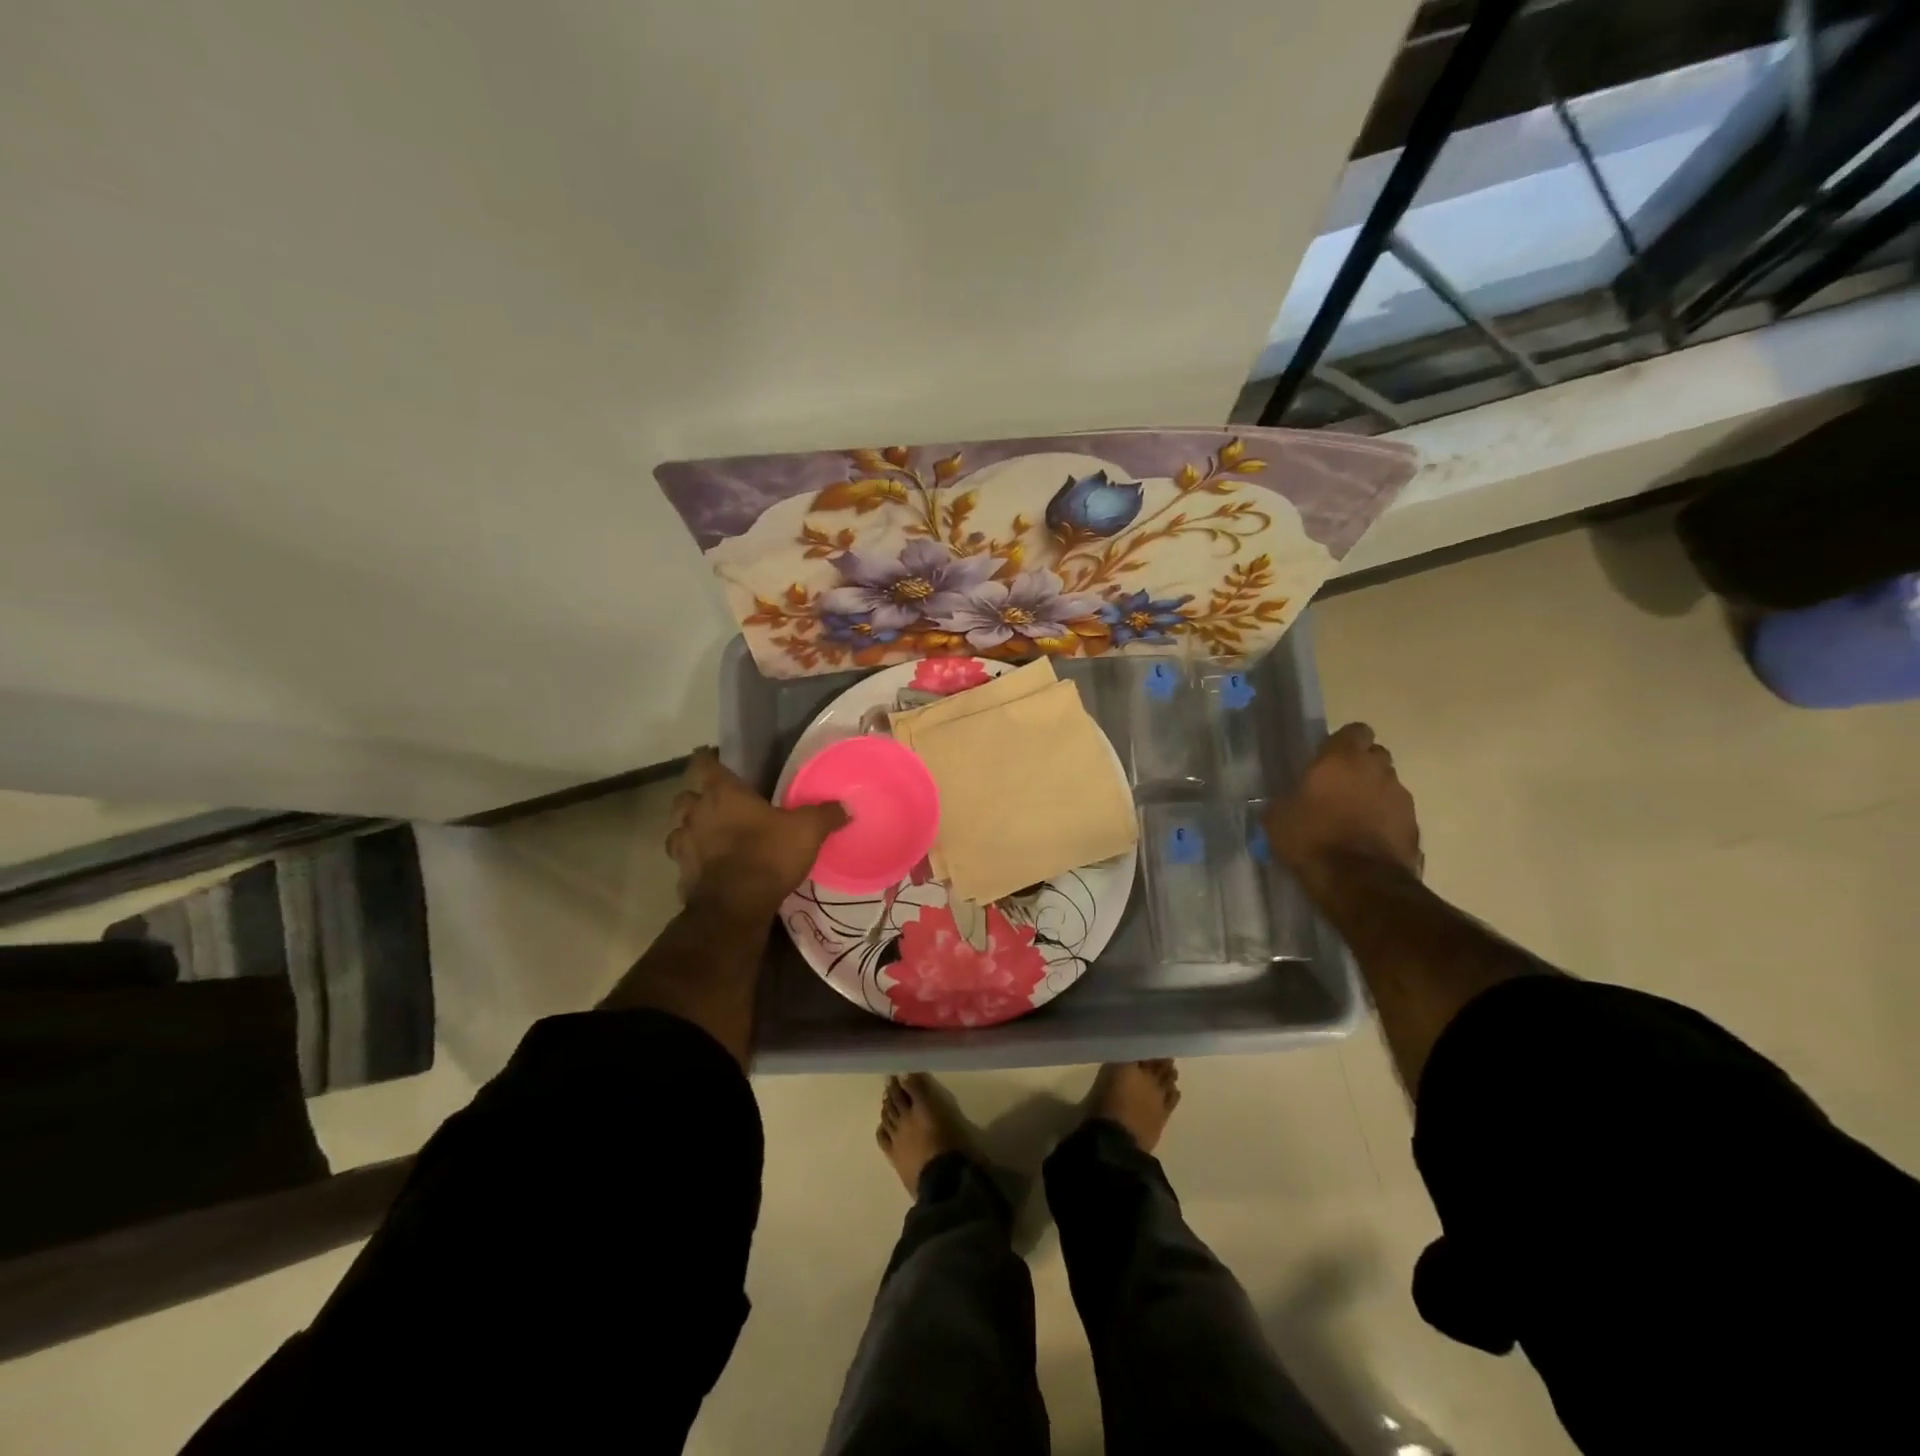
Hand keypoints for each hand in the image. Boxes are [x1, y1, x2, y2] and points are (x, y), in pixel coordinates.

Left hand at [666, 749, 847, 917]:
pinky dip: (692, 860)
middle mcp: (696, 814)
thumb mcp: (807, 831)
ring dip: (688, 828)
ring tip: (707, 833)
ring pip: (677, 828)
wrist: (735, 907)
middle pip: (684, 796)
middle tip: (714, 800)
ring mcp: (684, 846)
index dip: (706, 758)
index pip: (702, 763)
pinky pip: (683, 860)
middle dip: (695, 796)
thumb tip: (845, 807)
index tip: (713, 758)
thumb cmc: (768, 855)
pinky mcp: (682, 875)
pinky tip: (707, 867)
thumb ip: (825, 815)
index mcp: (722, 793)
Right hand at [1267, 723, 1421, 888]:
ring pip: (1388, 785)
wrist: (1357, 881)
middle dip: (1361, 767)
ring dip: (1373, 794)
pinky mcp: (1414, 826)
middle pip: (1375, 756)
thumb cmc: (1311, 838)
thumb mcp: (1278, 817)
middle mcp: (1377, 769)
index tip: (1327, 759)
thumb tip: (1288, 802)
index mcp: (1342, 758)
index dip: (1343, 743)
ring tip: (1353, 818)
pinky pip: (1396, 814)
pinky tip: (1367, 840)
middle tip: (1338, 788)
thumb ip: (1287, 799)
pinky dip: (1385, 821)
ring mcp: (1401, 797)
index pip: (1355, 731)